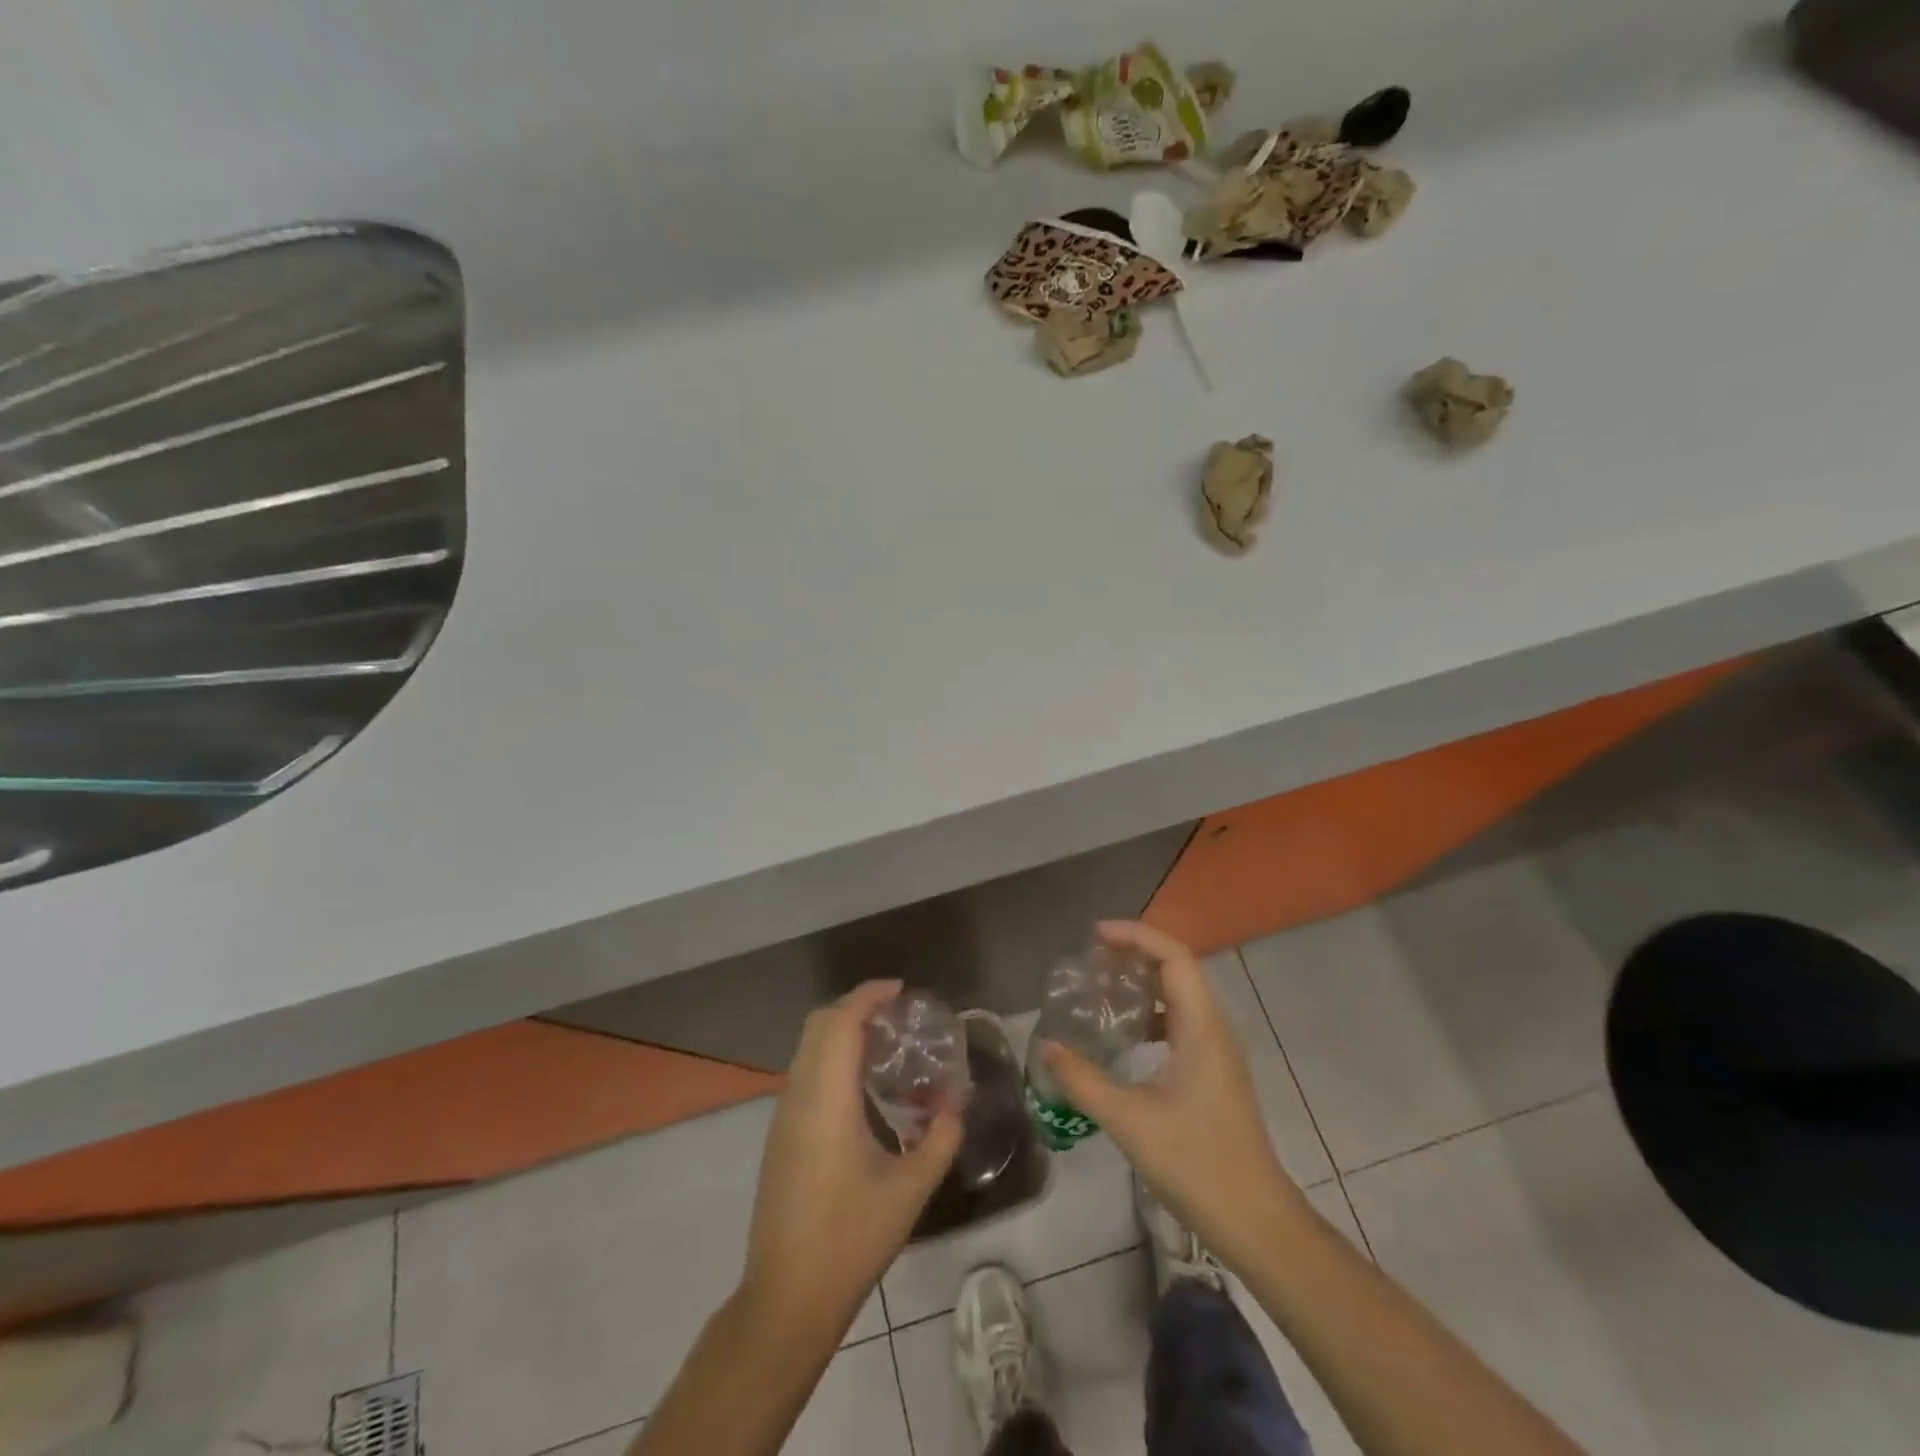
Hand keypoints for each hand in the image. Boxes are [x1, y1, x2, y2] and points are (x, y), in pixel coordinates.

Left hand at [742, 980, 961, 1335]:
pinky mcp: (779, 1135)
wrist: (786, 1298)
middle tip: (895, 1014)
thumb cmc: (851, 1239)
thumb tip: (956, 1101)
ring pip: (807, 1047)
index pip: (840, 1022)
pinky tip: (860, 1084)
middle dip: (854, 1006)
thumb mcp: (910, 1189)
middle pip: (818, 1024)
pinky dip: (830, 1056)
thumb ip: (940, 1137)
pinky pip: (803, 1072)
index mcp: (826, 1100)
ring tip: (883, 1043)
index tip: (900, 990)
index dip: (868, 996)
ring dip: (840, 1031)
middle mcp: (798, 1096)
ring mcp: (783, 1116)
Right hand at [1043, 921, 1306, 1271]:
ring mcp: (1218, 1051)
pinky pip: (1183, 1022)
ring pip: (1182, 996)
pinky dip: (1153, 1014)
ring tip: (1103, 988)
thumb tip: (1047, 1047)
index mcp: (1201, 1026)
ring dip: (1145, 983)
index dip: (1135, 935)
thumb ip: (1082, 1080)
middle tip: (1092, 958)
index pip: (1173, 956)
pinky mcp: (1215, 1073)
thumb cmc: (1195, 1163)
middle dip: (1136, 953)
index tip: (1095, 936)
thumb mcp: (1128, 1120)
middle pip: (1178, 968)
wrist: (1256, 1221)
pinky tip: (1126, 1035)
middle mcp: (1215, 1028)